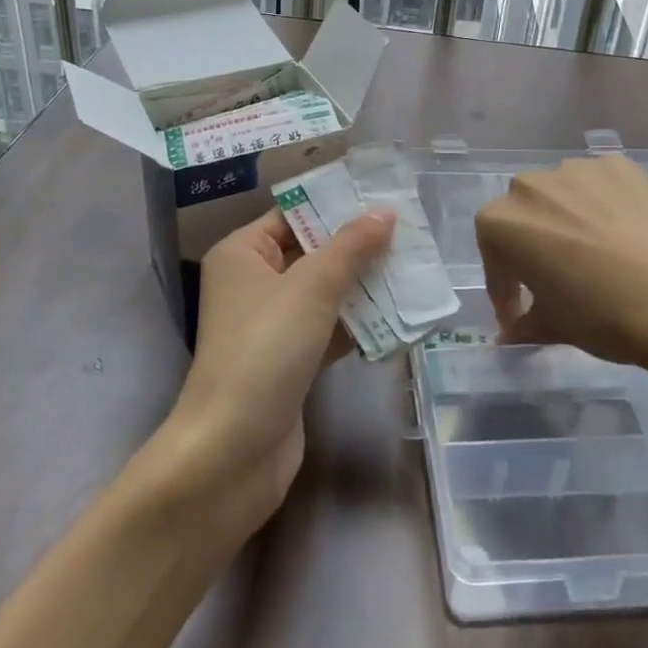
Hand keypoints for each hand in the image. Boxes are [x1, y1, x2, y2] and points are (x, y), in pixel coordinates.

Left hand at [162, 207, 395, 530]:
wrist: (233, 452)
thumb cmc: (265, 350)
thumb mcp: (311, 288)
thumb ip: (351, 247)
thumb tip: (385, 212)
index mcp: (243, 253)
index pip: (293, 215)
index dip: (336, 204)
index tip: (383, 196)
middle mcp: (253, 283)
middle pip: (312, 252)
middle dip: (358, 246)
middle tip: (410, 231)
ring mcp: (272, 325)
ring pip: (324, 292)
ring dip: (364, 285)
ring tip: (415, 267)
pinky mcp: (290, 361)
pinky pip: (329, 329)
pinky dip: (358, 323)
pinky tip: (400, 315)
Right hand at [474, 155, 647, 417]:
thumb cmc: (602, 314)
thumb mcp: (555, 325)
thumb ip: (525, 323)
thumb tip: (510, 335)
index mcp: (500, 223)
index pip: (494, 260)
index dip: (506, 291)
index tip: (519, 316)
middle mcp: (529, 186)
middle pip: (524, 217)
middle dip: (534, 246)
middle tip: (557, 279)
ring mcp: (576, 169)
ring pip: (562, 196)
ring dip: (569, 220)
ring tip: (596, 253)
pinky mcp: (618, 164)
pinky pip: (600, 186)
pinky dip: (604, 205)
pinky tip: (625, 232)